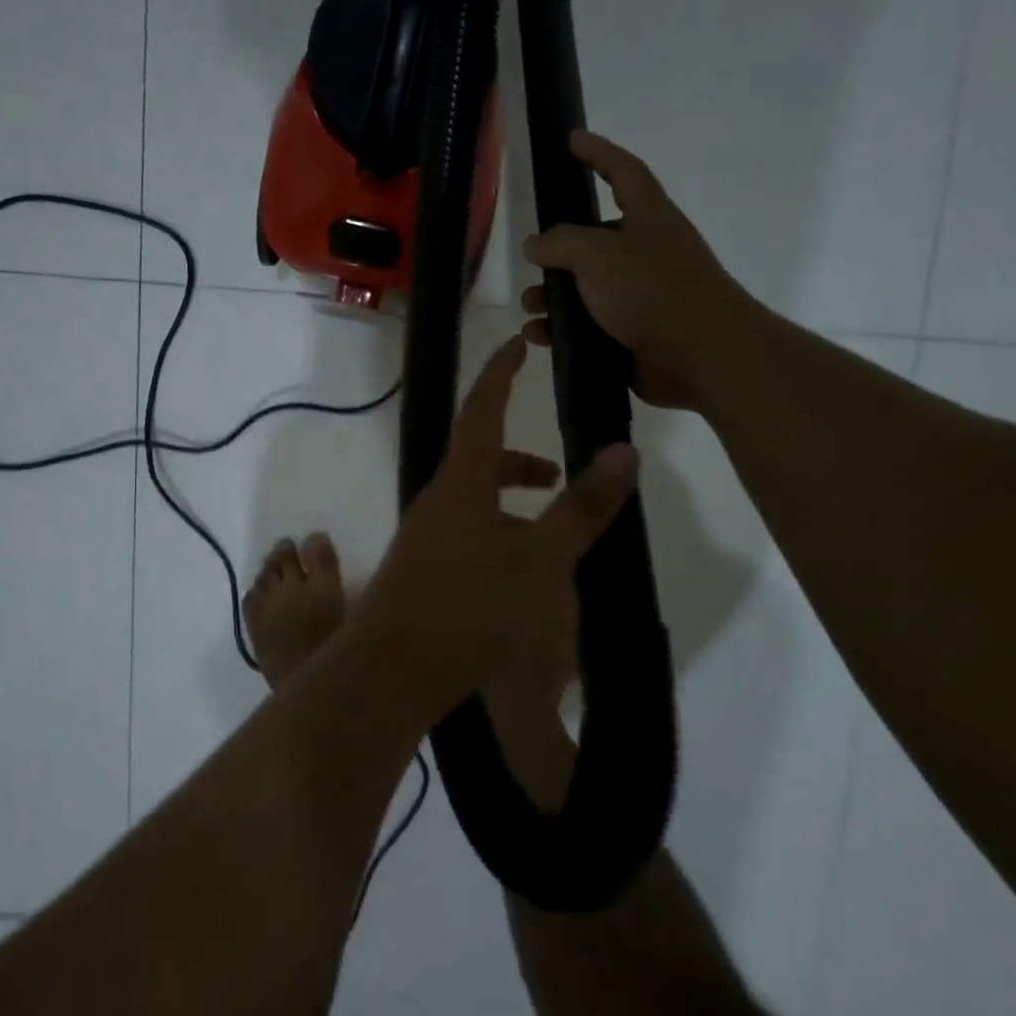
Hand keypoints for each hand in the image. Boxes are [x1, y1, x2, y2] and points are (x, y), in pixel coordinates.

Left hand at [347, 337, 640, 718]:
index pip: (482, 408)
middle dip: (521, 460)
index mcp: (462, 482)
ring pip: (473, 501)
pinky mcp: (421, 571)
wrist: (390, 672)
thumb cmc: (469, 608)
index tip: (516, 343)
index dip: (501, 373)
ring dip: (511, 504)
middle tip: (559, 475)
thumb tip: (625, 451)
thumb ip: (581, 508)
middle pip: (480, 458)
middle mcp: (437, 500)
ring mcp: (424, 537)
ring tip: (549, 537)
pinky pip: (464, 534)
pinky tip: (516, 579)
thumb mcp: (539, 560)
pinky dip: (496, 535)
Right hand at [521, 129, 745, 411]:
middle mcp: (646, 253)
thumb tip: (536, 244)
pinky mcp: (632, 336)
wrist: (701, 355)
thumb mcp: (598, 254)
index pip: (623, 172)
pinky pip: (588, 327)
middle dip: (560, 250)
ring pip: (587, 288)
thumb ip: (561, 243)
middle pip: (596, 240)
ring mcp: (640, 297)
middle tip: (532, 260)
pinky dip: (561, 330)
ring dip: (554, 295)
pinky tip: (538, 336)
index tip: (572, 140)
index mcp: (649, 219)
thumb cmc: (653, 290)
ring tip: (530, 306)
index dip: (598, 153)